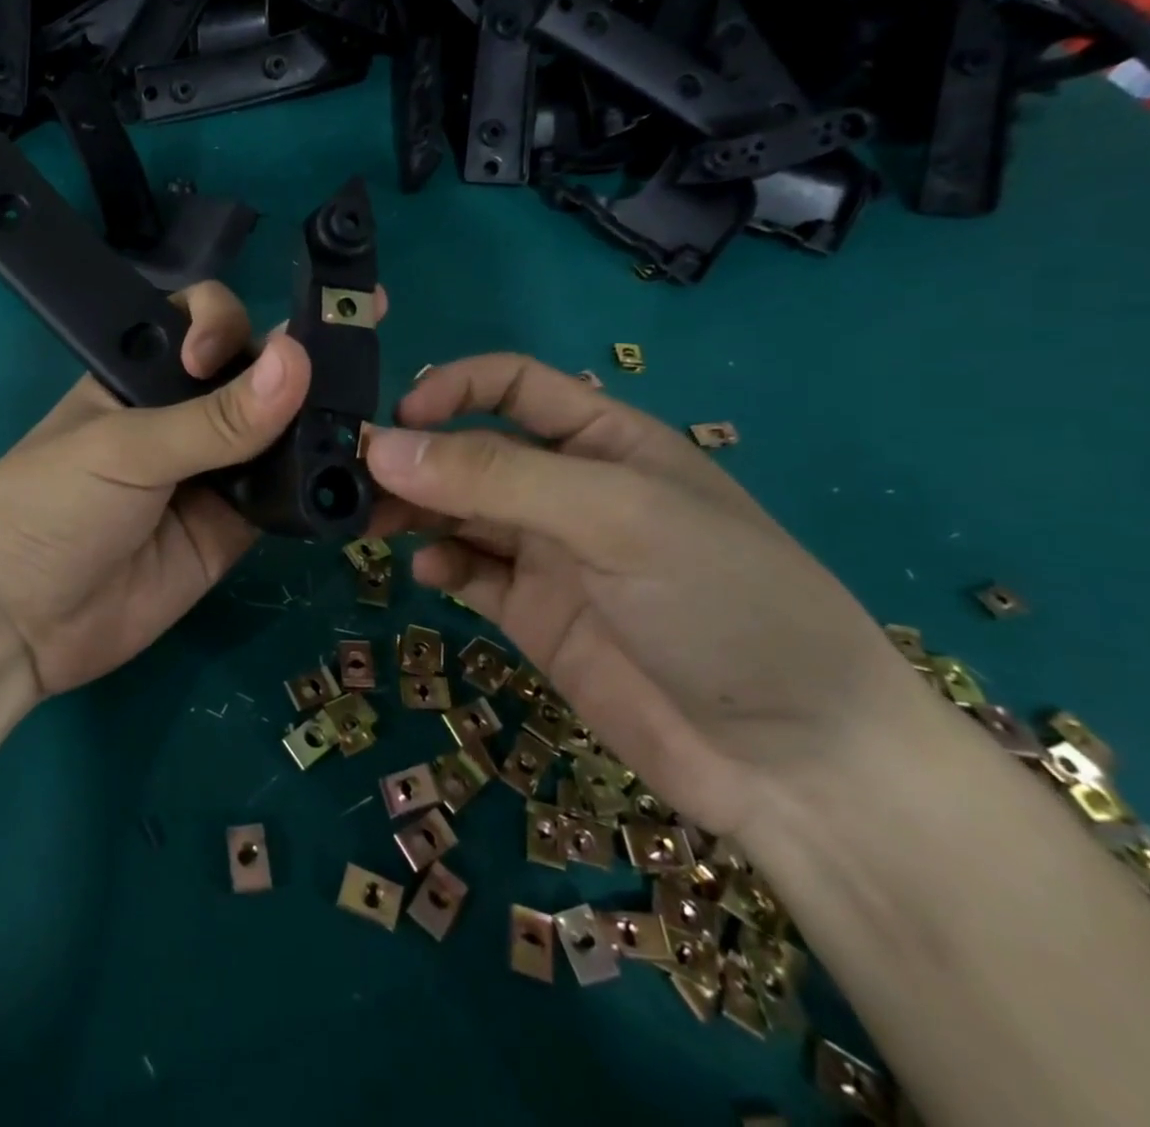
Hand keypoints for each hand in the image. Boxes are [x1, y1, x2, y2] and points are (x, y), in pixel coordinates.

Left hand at [0, 283, 321, 696]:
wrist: (19, 626)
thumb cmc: (48, 510)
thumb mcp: (123, 452)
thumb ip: (212, 419)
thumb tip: (296, 362)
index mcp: (142, 377)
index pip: (201, 322)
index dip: (225, 325)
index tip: (216, 360)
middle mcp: (185, 417)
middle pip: (255, 375)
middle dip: (298, 369)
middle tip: (350, 367)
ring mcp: (213, 474)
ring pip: (280, 436)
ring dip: (321, 427)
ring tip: (370, 424)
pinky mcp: (234, 528)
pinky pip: (285, 498)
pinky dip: (320, 489)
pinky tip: (360, 480)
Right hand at [365, 353, 925, 838]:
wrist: (795, 763)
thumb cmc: (724, 604)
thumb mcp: (616, 517)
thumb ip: (497, 478)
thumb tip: (383, 447)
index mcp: (604, 440)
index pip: (511, 385)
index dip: (452, 388)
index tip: (397, 422)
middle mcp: (569, 488)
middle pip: (471, 451)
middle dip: (415, 458)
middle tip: (354, 480)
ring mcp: (549, 554)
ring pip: (458, 511)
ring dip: (412, 508)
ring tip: (370, 522)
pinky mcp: (532, 614)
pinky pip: (468, 570)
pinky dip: (439, 561)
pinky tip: (427, 570)